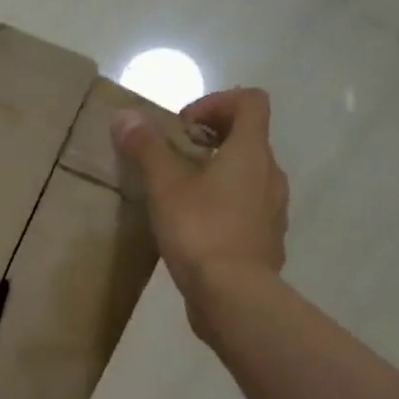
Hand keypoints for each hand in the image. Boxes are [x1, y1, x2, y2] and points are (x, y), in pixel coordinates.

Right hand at [113, 88, 287, 335]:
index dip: (217, 102)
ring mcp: (273, 211)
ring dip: (218, 178)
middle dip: (211, 142)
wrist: (233, 296)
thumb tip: (125, 115)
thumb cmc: (201, 232)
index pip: (250, 102)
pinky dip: (225, 210)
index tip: (183, 126)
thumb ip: (147, 148)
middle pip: (248, 141)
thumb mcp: (165, 187)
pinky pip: (247, 212)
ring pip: (248, 179)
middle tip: (174, 162)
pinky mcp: (266, 242)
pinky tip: (197, 233)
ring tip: (181, 199)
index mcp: (251, 153)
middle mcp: (271, 175)